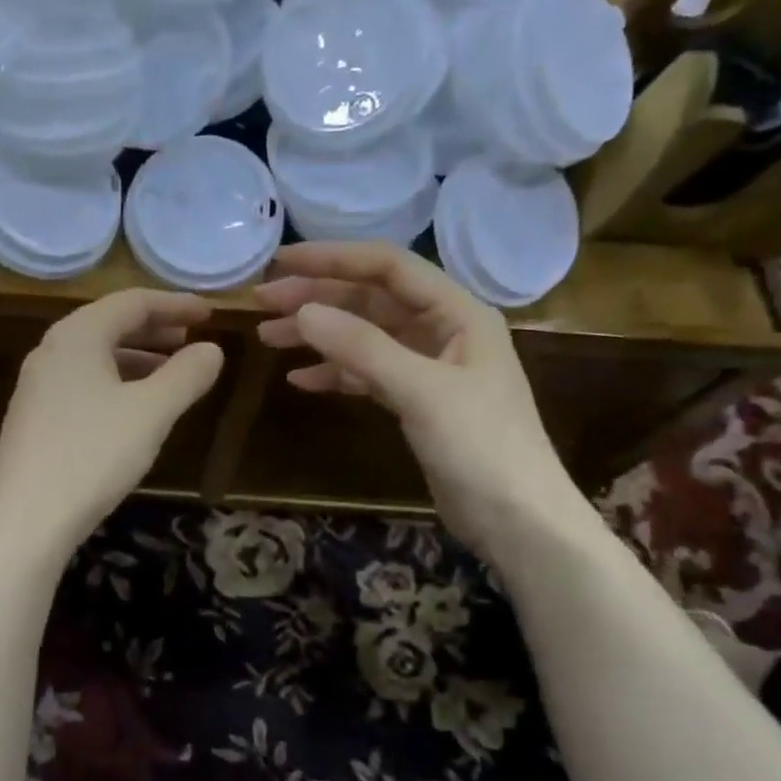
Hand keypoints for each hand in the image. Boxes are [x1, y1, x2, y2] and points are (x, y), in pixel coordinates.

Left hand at [0, 290, 223, 554]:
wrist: (23, 520)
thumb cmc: (92, 455)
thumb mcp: (151, 413)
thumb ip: (186, 376)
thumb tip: (212, 349)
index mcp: (77, 335)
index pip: (132, 302)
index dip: (175, 304)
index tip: (210, 314)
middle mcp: (52, 351)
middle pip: (110, 325)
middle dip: (156, 330)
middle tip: (193, 340)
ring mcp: (38, 386)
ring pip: (97, 357)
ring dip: (138, 359)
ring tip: (172, 374)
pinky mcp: (35, 418)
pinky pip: (84, 384)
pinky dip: (117, 384)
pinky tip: (136, 410)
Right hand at [253, 242, 586, 552]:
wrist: (518, 521)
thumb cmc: (482, 447)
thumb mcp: (421, 391)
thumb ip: (362, 348)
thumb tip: (302, 311)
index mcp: (457, 312)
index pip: (388, 267)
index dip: (333, 259)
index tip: (281, 262)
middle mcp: (443, 330)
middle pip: (370, 299)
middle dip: (317, 298)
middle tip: (263, 302)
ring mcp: (429, 367)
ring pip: (364, 336)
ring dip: (319, 335)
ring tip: (269, 337)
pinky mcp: (416, 401)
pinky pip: (368, 373)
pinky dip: (335, 373)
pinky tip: (300, 379)